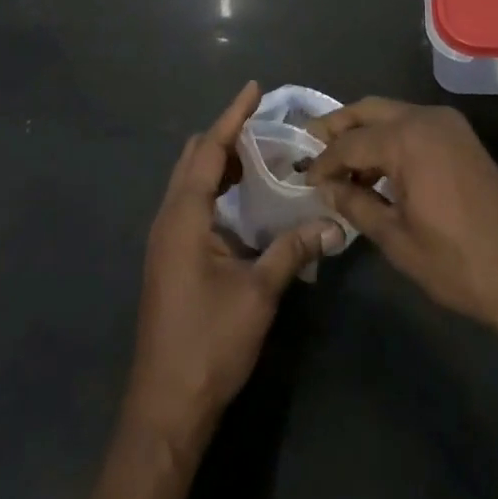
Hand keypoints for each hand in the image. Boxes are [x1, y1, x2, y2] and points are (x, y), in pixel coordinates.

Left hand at [125, 82, 343, 447]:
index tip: (254, 89)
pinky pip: (191, 204)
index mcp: (184, 217)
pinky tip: (242, 200)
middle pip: (193, 159)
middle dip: (225, 135)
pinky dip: (214, 188)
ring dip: (218, 162)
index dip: (232, 117)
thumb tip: (332, 224)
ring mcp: (165, 241)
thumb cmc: (209, 344)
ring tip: (258, 155)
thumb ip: (292, 250)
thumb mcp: (258, 294)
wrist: (165, 409)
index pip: (208, 150)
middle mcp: (168, 219)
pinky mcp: (169, 259)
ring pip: (189, 182)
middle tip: (263, 124)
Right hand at [307, 98, 497, 337]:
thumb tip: (327, 187)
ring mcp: (449, 125)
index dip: (324, 161)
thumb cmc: (458, 262)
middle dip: (339, 126)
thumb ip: (356, 204)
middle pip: (369, 110)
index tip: (304, 179)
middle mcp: (426, 118)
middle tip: (311, 146)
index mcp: (407, 138)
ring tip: (341, 163)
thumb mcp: (397, 238)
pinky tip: (378, 168)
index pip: (349, 141)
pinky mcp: (462, 138)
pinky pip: (414, 125)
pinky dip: (391, 138)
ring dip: (365, 131)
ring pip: (393, 114)